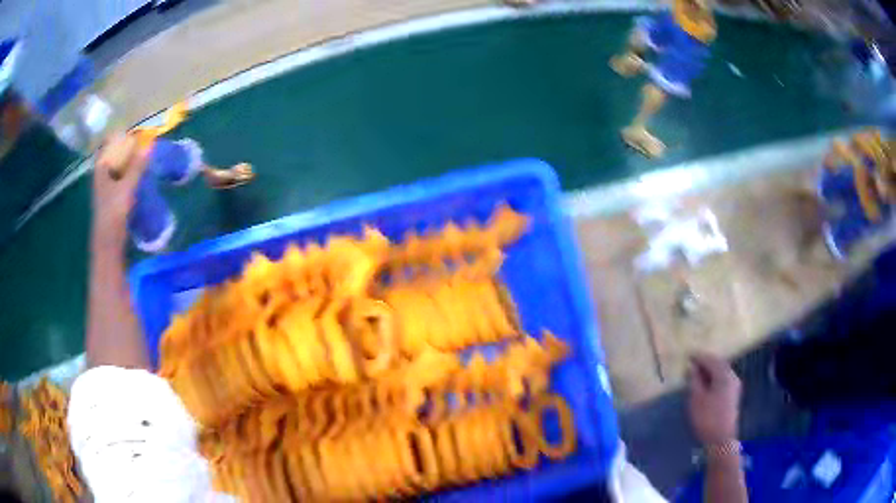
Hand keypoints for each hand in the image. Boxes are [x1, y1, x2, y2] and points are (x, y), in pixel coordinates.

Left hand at [92, 132, 147, 244]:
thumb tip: (151, 143)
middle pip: (115, 153)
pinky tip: (141, 174)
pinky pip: (122, 177)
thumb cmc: (113, 215)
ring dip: (131, 160)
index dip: (121, 133)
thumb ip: (137, 166)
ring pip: (119, 166)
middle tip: (146, 140)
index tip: (136, 129)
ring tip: (146, 155)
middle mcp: (102, 174)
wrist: (107, 246)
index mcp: (101, 168)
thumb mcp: (126, 188)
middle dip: (128, 146)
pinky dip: (131, 173)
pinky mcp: (113, 198)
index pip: (109, 142)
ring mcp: (107, 187)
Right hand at [687, 352, 740, 445]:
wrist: (721, 440)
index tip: (687, 355)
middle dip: (705, 362)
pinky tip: (706, 384)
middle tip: (692, 363)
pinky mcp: (733, 395)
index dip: (699, 357)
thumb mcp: (696, 399)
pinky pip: (723, 380)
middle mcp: (732, 377)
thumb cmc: (707, 418)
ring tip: (697, 374)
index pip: (711, 360)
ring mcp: (734, 386)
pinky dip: (714, 378)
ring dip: (710, 371)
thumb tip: (691, 367)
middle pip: (718, 364)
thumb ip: (694, 380)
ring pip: (721, 372)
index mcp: (724, 375)